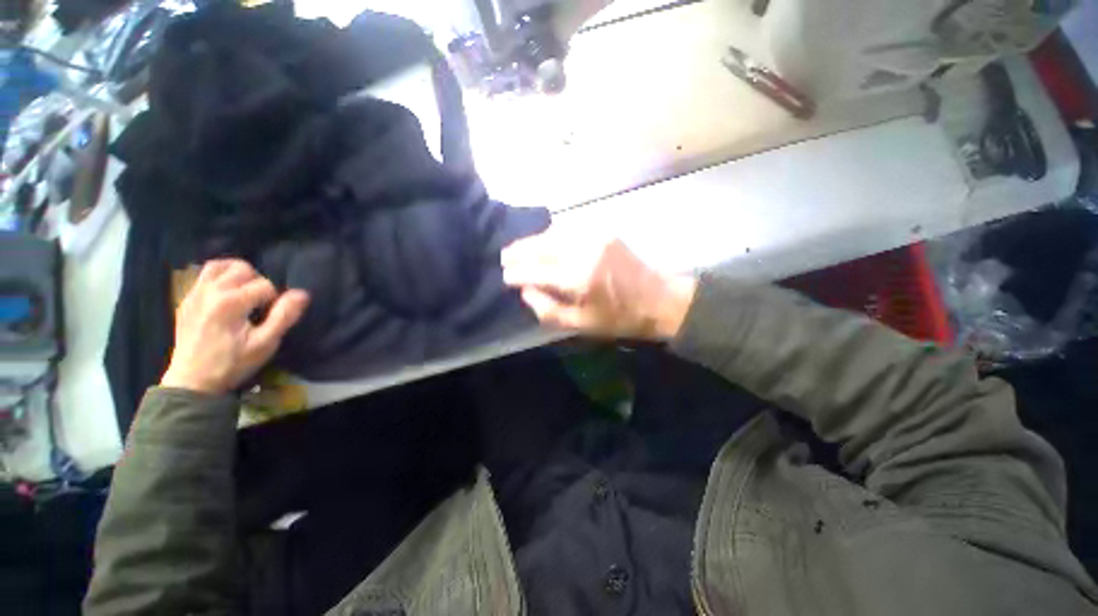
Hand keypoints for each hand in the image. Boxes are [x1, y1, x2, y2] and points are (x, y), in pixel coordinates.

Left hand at [160, 260, 309, 394]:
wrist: (192, 381)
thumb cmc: (232, 363)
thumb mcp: (265, 343)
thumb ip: (284, 316)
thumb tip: (302, 293)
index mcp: (230, 302)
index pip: (265, 285)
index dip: (274, 299)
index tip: (269, 317)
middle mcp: (210, 291)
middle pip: (243, 269)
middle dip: (258, 283)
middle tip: (259, 304)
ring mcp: (194, 294)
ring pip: (220, 265)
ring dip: (237, 273)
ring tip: (244, 291)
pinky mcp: (186, 300)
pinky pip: (204, 276)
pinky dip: (220, 277)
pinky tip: (226, 295)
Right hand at [501, 232, 695, 339]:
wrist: (658, 298)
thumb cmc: (619, 318)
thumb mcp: (581, 324)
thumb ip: (548, 309)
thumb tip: (525, 291)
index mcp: (579, 278)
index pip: (536, 271)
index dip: (517, 273)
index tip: (504, 276)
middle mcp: (584, 251)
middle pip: (541, 246)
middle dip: (519, 251)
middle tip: (503, 257)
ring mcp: (594, 236)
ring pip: (552, 233)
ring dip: (532, 241)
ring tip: (518, 250)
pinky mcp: (603, 231)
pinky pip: (568, 230)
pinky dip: (550, 236)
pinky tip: (543, 243)